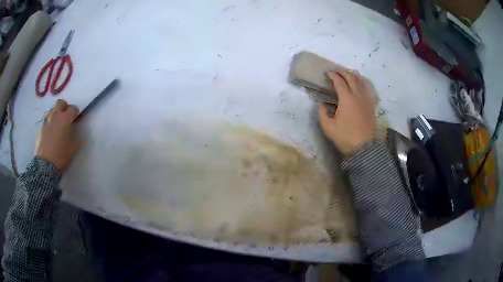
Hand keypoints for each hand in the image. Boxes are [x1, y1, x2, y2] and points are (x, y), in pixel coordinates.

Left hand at [35, 99, 81, 171]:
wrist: (45, 165)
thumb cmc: (61, 156)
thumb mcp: (73, 149)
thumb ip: (79, 139)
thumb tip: (85, 136)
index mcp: (65, 119)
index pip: (72, 109)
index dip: (76, 112)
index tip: (77, 117)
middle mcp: (55, 116)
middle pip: (60, 103)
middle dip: (65, 107)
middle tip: (66, 116)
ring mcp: (47, 121)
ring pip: (52, 109)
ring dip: (56, 113)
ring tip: (58, 122)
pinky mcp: (41, 128)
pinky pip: (47, 119)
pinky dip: (50, 121)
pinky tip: (51, 130)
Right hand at [317, 70, 375, 154]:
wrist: (363, 148)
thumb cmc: (344, 137)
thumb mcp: (327, 127)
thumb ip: (321, 113)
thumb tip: (319, 103)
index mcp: (346, 99)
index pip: (339, 81)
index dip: (332, 75)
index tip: (327, 73)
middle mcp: (357, 96)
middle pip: (351, 78)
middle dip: (343, 72)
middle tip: (336, 72)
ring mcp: (366, 100)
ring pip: (361, 82)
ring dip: (354, 76)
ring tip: (348, 74)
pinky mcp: (371, 106)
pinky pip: (368, 90)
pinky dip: (363, 84)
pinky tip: (360, 85)